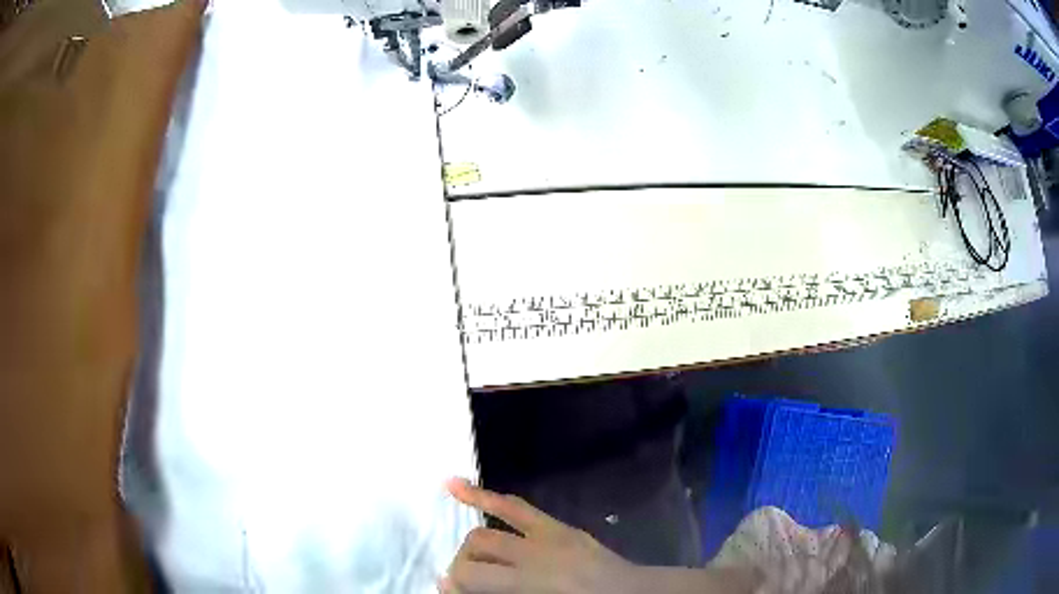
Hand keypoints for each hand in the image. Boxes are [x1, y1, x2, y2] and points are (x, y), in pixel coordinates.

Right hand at [442, 478, 635, 593]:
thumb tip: (459, 587)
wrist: (632, 593)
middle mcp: (534, 554)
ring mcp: (547, 535)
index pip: (473, 574)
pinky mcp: (558, 526)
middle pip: (477, 547)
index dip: (453, 583)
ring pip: (488, 530)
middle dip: (462, 564)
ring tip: (464, 555)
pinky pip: (516, 506)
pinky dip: (484, 497)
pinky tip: (453, 486)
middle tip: (467, 580)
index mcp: (532, 582)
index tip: (451, 591)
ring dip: (471, 543)